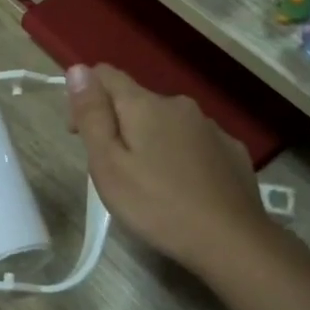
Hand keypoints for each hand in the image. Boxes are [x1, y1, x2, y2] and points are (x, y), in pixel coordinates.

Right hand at [66, 63, 268, 272]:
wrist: (231, 240)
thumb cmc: (157, 205)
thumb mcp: (108, 165)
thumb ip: (92, 115)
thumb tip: (78, 69)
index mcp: (145, 105)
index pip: (105, 75)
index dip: (85, 98)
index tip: (80, 136)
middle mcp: (180, 105)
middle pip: (136, 102)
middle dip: (118, 126)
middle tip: (113, 171)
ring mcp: (211, 127)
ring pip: (167, 123)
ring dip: (150, 141)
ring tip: (148, 183)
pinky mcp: (231, 150)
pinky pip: (194, 142)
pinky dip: (180, 155)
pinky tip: (183, 186)